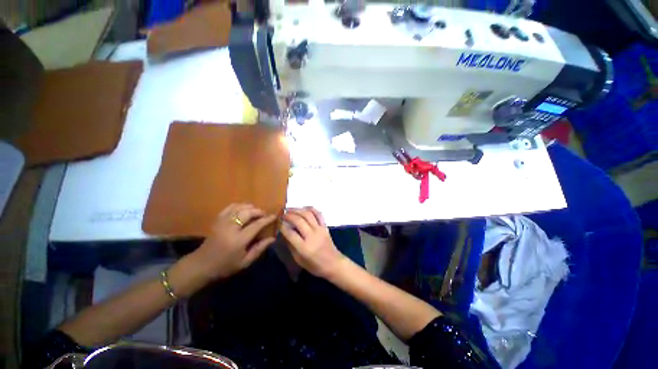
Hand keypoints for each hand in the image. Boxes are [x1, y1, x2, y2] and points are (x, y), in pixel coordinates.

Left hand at [193, 203, 275, 279]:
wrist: (201, 265)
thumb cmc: (225, 266)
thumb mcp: (245, 262)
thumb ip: (259, 249)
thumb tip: (272, 238)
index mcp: (239, 240)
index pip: (256, 225)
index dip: (267, 219)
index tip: (274, 216)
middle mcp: (230, 228)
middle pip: (247, 212)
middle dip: (258, 211)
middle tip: (264, 214)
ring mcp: (222, 222)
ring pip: (239, 207)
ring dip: (249, 207)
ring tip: (255, 211)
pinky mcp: (217, 220)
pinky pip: (230, 207)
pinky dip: (239, 206)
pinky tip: (243, 209)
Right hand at [280, 207, 345, 278]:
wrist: (333, 263)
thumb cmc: (315, 265)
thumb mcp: (299, 260)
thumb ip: (291, 246)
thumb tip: (285, 234)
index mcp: (304, 247)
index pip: (290, 233)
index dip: (282, 227)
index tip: (278, 223)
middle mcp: (312, 236)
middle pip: (299, 221)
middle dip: (289, 215)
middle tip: (282, 214)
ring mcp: (320, 229)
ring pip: (308, 214)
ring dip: (298, 210)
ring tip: (290, 209)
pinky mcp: (325, 226)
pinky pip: (319, 214)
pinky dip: (311, 209)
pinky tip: (304, 208)